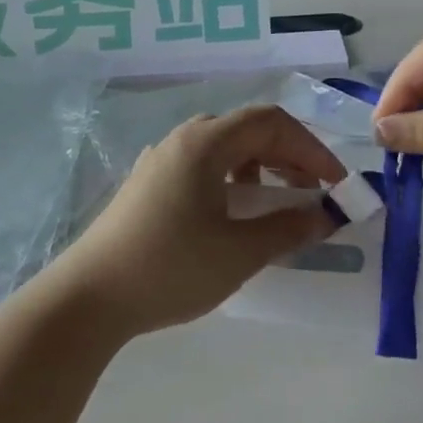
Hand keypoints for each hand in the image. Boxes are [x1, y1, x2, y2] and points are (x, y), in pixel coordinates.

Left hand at [54, 105, 344, 340]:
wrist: (87, 299)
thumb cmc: (170, 268)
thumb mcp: (239, 252)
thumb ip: (288, 229)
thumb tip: (325, 215)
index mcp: (205, 144)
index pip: (271, 123)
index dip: (311, 148)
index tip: (335, 184)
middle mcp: (181, 140)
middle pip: (248, 129)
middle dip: (288, 155)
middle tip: (312, 192)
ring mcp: (160, 160)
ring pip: (224, 147)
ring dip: (260, 166)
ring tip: (278, 201)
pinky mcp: (147, 184)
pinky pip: (202, 166)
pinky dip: (232, 179)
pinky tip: (235, 214)